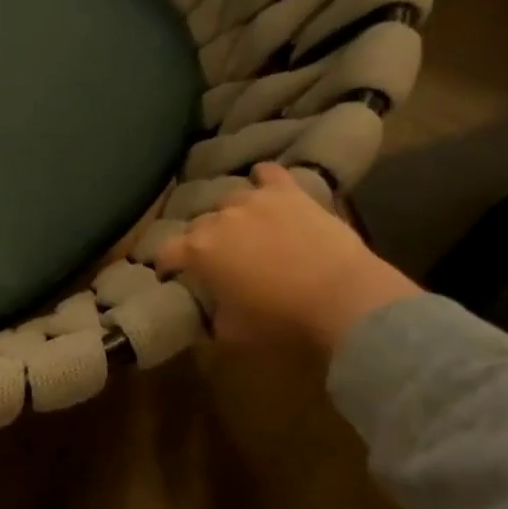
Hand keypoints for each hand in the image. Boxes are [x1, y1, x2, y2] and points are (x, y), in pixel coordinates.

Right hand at [155, 163, 420, 354]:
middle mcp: (219, 219)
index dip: (164, 265)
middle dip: (200, 243)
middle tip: (215, 262)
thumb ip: (210, 316)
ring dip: (230, 216)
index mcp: (198, 252)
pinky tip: (264, 186)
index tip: (170, 277)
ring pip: (229, 201)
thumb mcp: (230, 333)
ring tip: (242, 230)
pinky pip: (267, 174)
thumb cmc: (280, 322)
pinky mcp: (289, 193)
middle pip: (198, 226)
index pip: (165, 252)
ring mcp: (254, 200)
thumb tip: (207, 312)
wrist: (343, 299)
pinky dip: (262, 180)